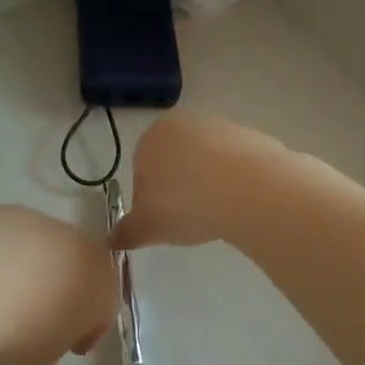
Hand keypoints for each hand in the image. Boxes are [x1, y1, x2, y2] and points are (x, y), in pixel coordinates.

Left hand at [0, 206, 115, 364]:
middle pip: (76, 270)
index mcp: (102, 283)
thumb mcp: (41, 361)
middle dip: (61, 292)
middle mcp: (79, 244)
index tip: (65, 347)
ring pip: (45, 249)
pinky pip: (12, 237)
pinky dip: (4, 254)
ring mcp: (42, 222)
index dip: (85, 331)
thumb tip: (47, 354)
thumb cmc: (21, 332)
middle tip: (36, 318)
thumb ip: (52, 353)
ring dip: (32, 269)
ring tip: (2, 296)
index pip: (104, 310)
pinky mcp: (6, 211)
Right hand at [113, 115, 285, 250]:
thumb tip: (112, 240)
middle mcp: (183, 124)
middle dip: (179, 189)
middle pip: (175, 162)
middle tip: (189, 219)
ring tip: (218, 214)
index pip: (141, 171)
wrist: (248, 188)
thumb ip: (127, 232)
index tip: (163, 221)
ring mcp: (221, 127)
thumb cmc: (185, 203)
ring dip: (208, 186)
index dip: (149, 200)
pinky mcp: (252, 137)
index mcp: (151, 138)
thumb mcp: (148, 226)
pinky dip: (235, 183)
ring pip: (206, 163)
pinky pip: (236, 165)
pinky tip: (240, 204)